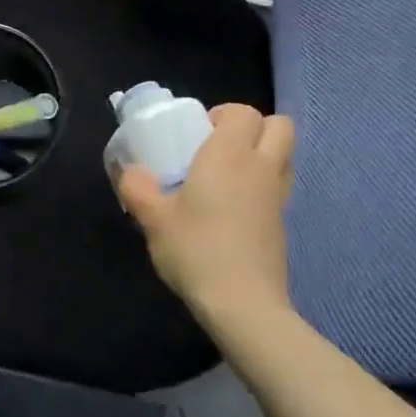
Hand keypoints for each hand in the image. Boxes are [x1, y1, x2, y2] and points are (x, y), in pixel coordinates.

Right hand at [117, 104, 294, 329]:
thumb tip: (131, 172)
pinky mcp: (283, 222)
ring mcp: (278, 195)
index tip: (198, 133)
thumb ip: (137, 188)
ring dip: (263, 153)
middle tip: (219, 147)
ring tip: (228, 175)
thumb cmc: (196, 250)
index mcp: (229, 155)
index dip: (223, 115)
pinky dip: (264, 183)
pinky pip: (279, 185)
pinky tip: (235, 207)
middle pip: (278, 125)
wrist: (242, 303)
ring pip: (284, 155)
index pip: (243, 112)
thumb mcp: (153, 219)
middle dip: (253, 127)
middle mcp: (261, 166)